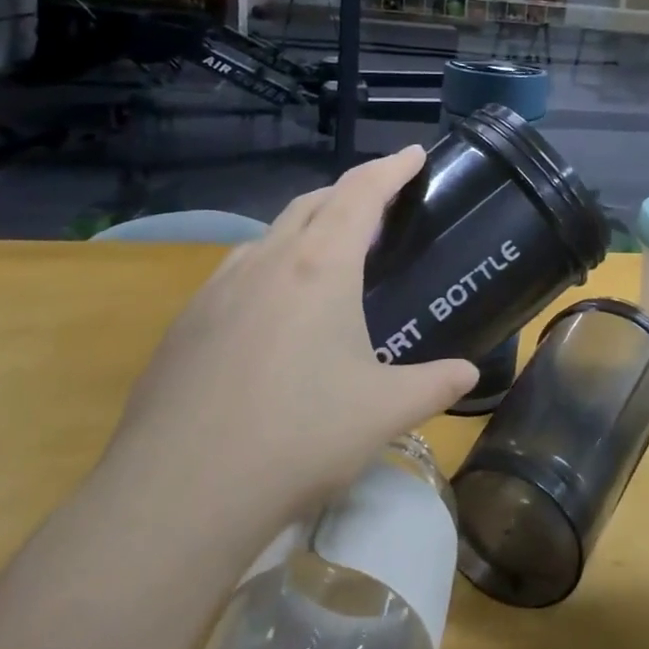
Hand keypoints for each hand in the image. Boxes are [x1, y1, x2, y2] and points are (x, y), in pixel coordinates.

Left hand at [97, 146, 477, 525]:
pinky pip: (236, 274)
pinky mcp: (185, 325)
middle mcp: (265, 263)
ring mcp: (216, 291)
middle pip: (311, 203)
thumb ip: (436, 384)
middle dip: (348, 193)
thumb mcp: (384, 412)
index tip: (413, 154)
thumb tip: (470, 373)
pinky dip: (268, 269)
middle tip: (377, 206)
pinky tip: (271, 314)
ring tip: (326, 256)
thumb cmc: (299, 438)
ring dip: (304, 229)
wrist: (178, 494)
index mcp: (319, 267)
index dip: (391, 168)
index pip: (361, 194)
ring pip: (268, 236)